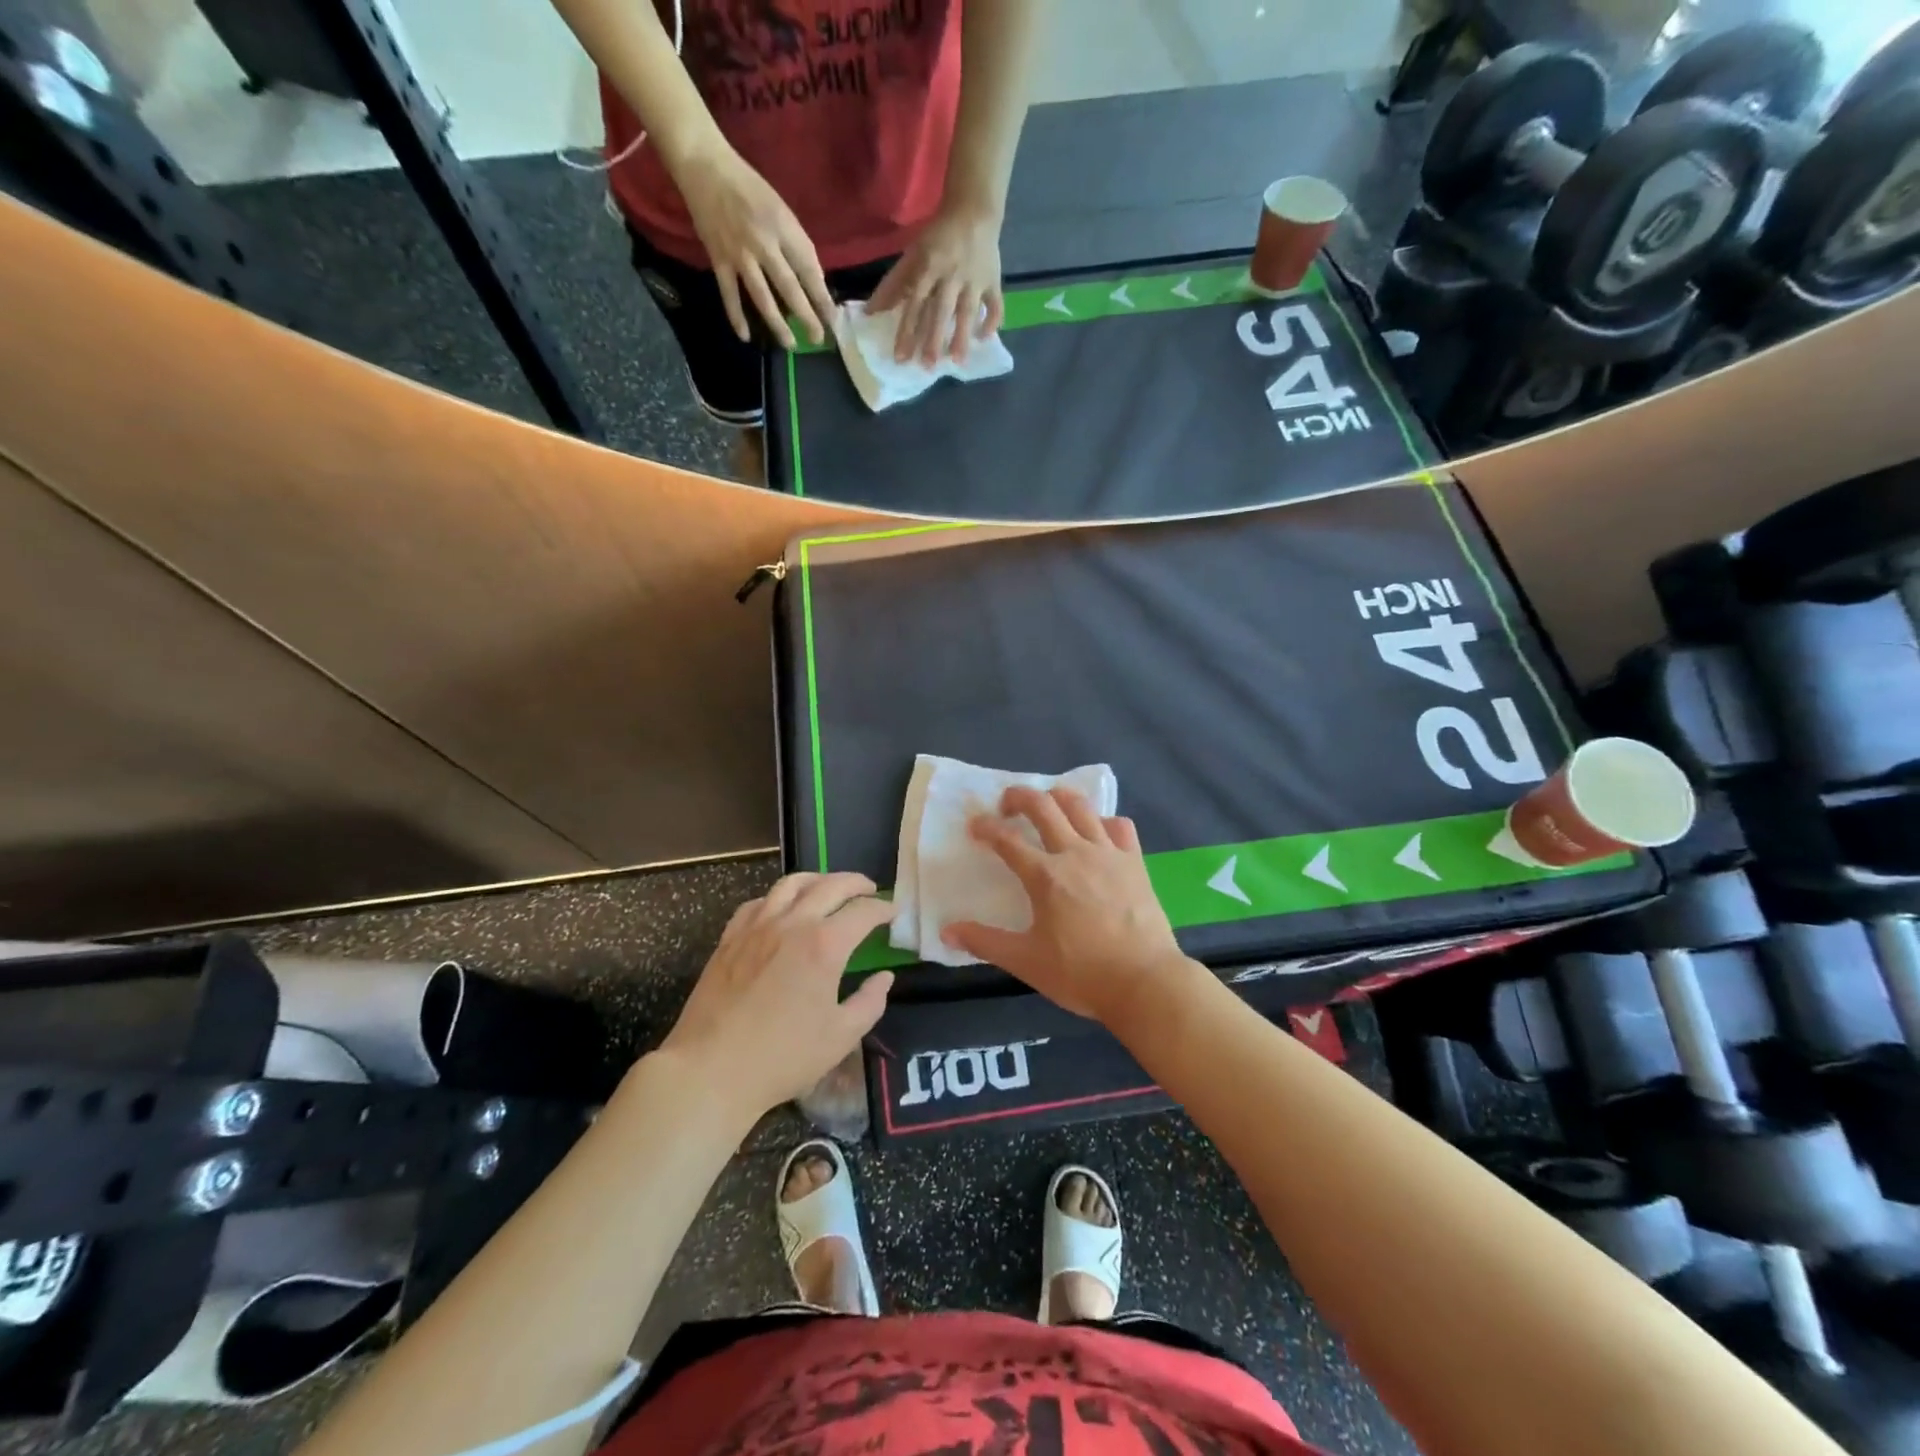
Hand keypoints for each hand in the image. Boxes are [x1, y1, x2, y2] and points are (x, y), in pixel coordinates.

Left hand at [661, 873, 893, 1119]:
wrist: (711, 1070)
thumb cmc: (783, 1057)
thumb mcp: (841, 1037)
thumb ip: (870, 1002)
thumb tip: (884, 977)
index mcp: (825, 945)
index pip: (863, 912)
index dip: (883, 909)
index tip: (893, 912)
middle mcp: (792, 924)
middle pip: (830, 885)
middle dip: (856, 883)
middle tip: (870, 889)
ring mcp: (757, 927)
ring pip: (791, 884)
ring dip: (818, 879)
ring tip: (829, 887)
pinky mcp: (730, 938)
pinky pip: (759, 902)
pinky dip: (779, 897)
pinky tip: (783, 908)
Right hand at [674, 141, 837, 349]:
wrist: (704, 165)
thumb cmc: (748, 186)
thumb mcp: (781, 208)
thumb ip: (795, 243)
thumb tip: (811, 280)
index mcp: (783, 227)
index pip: (808, 269)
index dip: (822, 296)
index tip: (833, 318)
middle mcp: (763, 243)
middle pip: (789, 288)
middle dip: (806, 316)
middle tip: (818, 339)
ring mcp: (740, 254)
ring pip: (762, 298)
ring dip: (777, 324)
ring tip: (790, 345)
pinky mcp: (718, 259)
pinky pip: (729, 294)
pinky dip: (736, 316)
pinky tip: (745, 336)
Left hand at [868, 203, 1004, 363]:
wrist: (973, 208)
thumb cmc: (938, 238)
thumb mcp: (913, 254)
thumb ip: (894, 284)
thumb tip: (872, 312)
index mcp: (929, 267)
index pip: (915, 304)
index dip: (907, 330)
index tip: (901, 356)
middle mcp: (951, 275)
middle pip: (941, 311)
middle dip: (934, 339)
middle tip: (928, 366)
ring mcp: (974, 279)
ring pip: (968, 311)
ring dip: (963, 336)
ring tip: (958, 361)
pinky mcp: (993, 280)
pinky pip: (995, 304)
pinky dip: (992, 321)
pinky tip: (984, 339)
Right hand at [943, 787, 1189, 1022]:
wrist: (1145, 982)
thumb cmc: (1081, 973)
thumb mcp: (1026, 961)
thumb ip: (985, 942)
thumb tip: (947, 932)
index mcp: (1045, 875)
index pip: (1006, 839)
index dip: (986, 827)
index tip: (975, 826)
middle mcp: (1074, 853)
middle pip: (1043, 805)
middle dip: (1019, 796)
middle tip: (1007, 805)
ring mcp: (1108, 853)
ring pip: (1080, 806)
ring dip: (1058, 797)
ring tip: (1048, 805)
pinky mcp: (1135, 862)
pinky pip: (1119, 826)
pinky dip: (1103, 821)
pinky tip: (1097, 833)